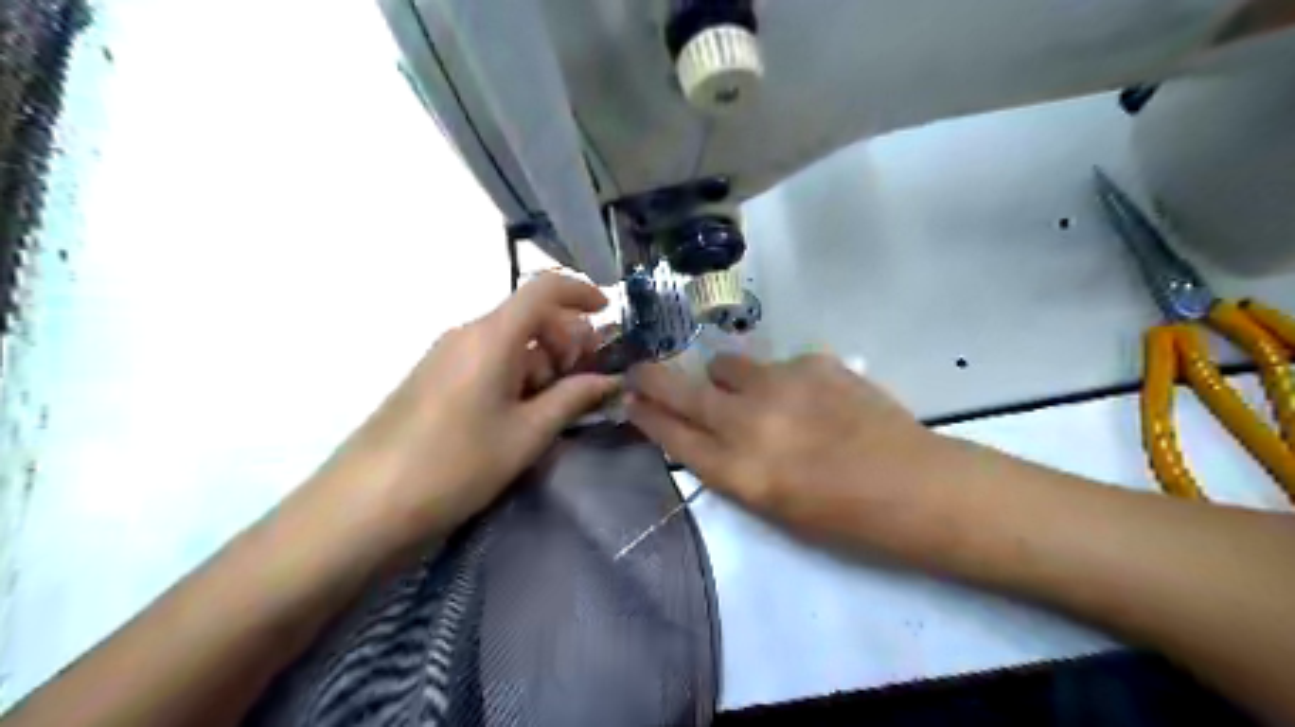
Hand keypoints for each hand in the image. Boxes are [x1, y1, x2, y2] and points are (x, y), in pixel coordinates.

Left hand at [331, 274, 621, 548]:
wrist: (365, 504)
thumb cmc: (457, 463)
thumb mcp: (527, 434)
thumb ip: (573, 398)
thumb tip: (610, 380)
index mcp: (492, 336)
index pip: (544, 288)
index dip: (581, 291)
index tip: (608, 312)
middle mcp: (467, 333)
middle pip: (529, 315)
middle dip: (566, 340)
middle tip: (583, 382)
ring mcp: (446, 354)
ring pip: (509, 340)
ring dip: (541, 361)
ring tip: (550, 409)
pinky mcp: (433, 376)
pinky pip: (486, 358)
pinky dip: (515, 373)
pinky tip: (517, 414)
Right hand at [628, 353, 946, 551]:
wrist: (913, 486)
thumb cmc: (841, 516)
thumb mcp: (769, 506)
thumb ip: (729, 463)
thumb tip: (705, 427)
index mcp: (737, 472)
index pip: (670, 434)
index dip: (644, 415)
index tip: (629, 399)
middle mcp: (748, 422)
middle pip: (680, 388)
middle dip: (651, 378)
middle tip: (641, 371)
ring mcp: (780, 385)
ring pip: (725, 364)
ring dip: (725, 378)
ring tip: (754, 394)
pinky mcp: (812, 362)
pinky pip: (776, 365)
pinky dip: (780, 380)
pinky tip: (812, 400)